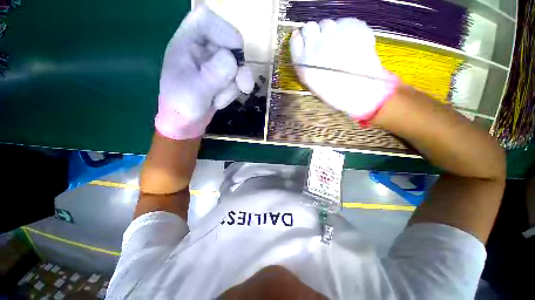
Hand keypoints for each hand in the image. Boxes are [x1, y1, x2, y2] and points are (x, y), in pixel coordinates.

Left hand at [156, 5, 253, 139]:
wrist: (186, 124)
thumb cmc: (182, 107)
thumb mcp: (195, 91)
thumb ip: (213, 74)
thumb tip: (233, 60)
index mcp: (186, 43)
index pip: (207, 19)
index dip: (225, 31)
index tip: (235, 54)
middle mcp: (201, 50)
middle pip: (229, 44)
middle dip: (238, 68)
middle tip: (243, 86)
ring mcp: (213, 64)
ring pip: (237, 65)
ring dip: (234, 86)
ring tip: (218, 101)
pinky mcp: (222, 77)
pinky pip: (237, 79)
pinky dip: (233, 91)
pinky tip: (220, 101)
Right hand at [290, 19, 398, 120]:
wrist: (359, 91)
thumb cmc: (333, 91)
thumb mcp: (312, 82)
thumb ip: (306, 63)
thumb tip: (307, 45)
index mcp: (303, 63)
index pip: (295, 40)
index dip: (300, 38)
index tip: (303, 38)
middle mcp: (314, 47)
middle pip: (309, 28)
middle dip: (313, 32)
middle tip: (321, 41)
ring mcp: (332, 35)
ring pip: (326, 23)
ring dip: (329, 31)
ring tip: (337, 44)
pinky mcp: (350, 27)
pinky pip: (343, 22)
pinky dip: (345, 30)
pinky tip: (350, 42)